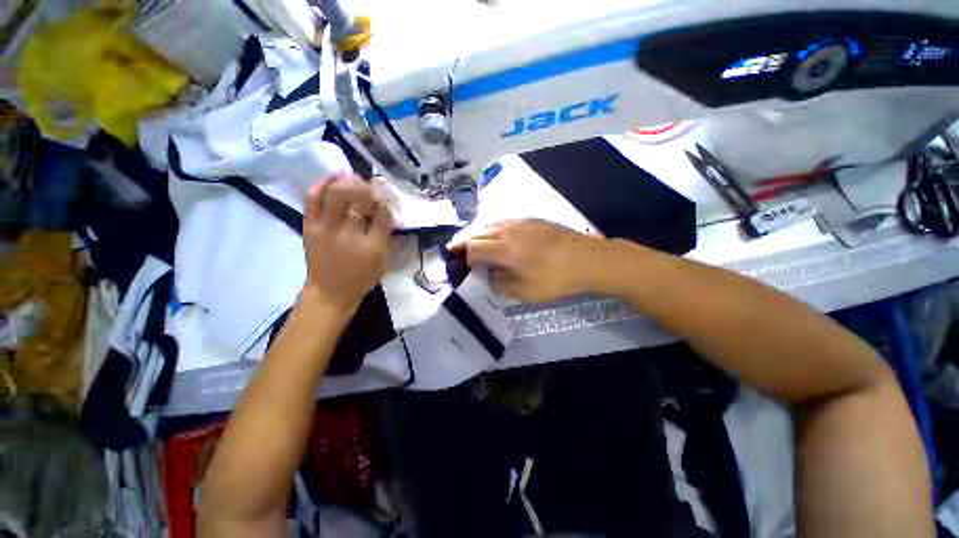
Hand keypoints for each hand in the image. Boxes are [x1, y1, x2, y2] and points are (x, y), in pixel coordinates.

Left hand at [301, 173, 391, 311]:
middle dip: (369, 188)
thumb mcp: (383, 261)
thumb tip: (388, 213)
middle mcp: (350, 234)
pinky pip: (312, 199)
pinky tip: (332, 179)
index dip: (386, 202)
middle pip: (359, 198)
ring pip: (335, 193)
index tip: (386, 199)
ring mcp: (326, 229)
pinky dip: (322, 184)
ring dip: (347, 182)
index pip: (382, 213)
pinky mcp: (309, 227)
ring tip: (353, 179)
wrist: (330, 292)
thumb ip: (387, 236)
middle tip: (372, 188)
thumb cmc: (362, 278)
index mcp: (372, 245)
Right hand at [450, 219, 616, 302]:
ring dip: (476, 231)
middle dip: (463, 241)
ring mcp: (520, 221)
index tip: (467, 268)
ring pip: (489, 222)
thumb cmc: (556, 279)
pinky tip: (494, 233)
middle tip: (453, 248)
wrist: (588, 259)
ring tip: (469, 239)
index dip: (466, 259)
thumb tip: (488, 275)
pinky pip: (503, 220)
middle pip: (478, 232)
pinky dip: (491, 226)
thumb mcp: (525, 291)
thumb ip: (500, 283)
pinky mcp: (532, 219)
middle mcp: (508, 229)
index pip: (474, 249)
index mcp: (504, 248)